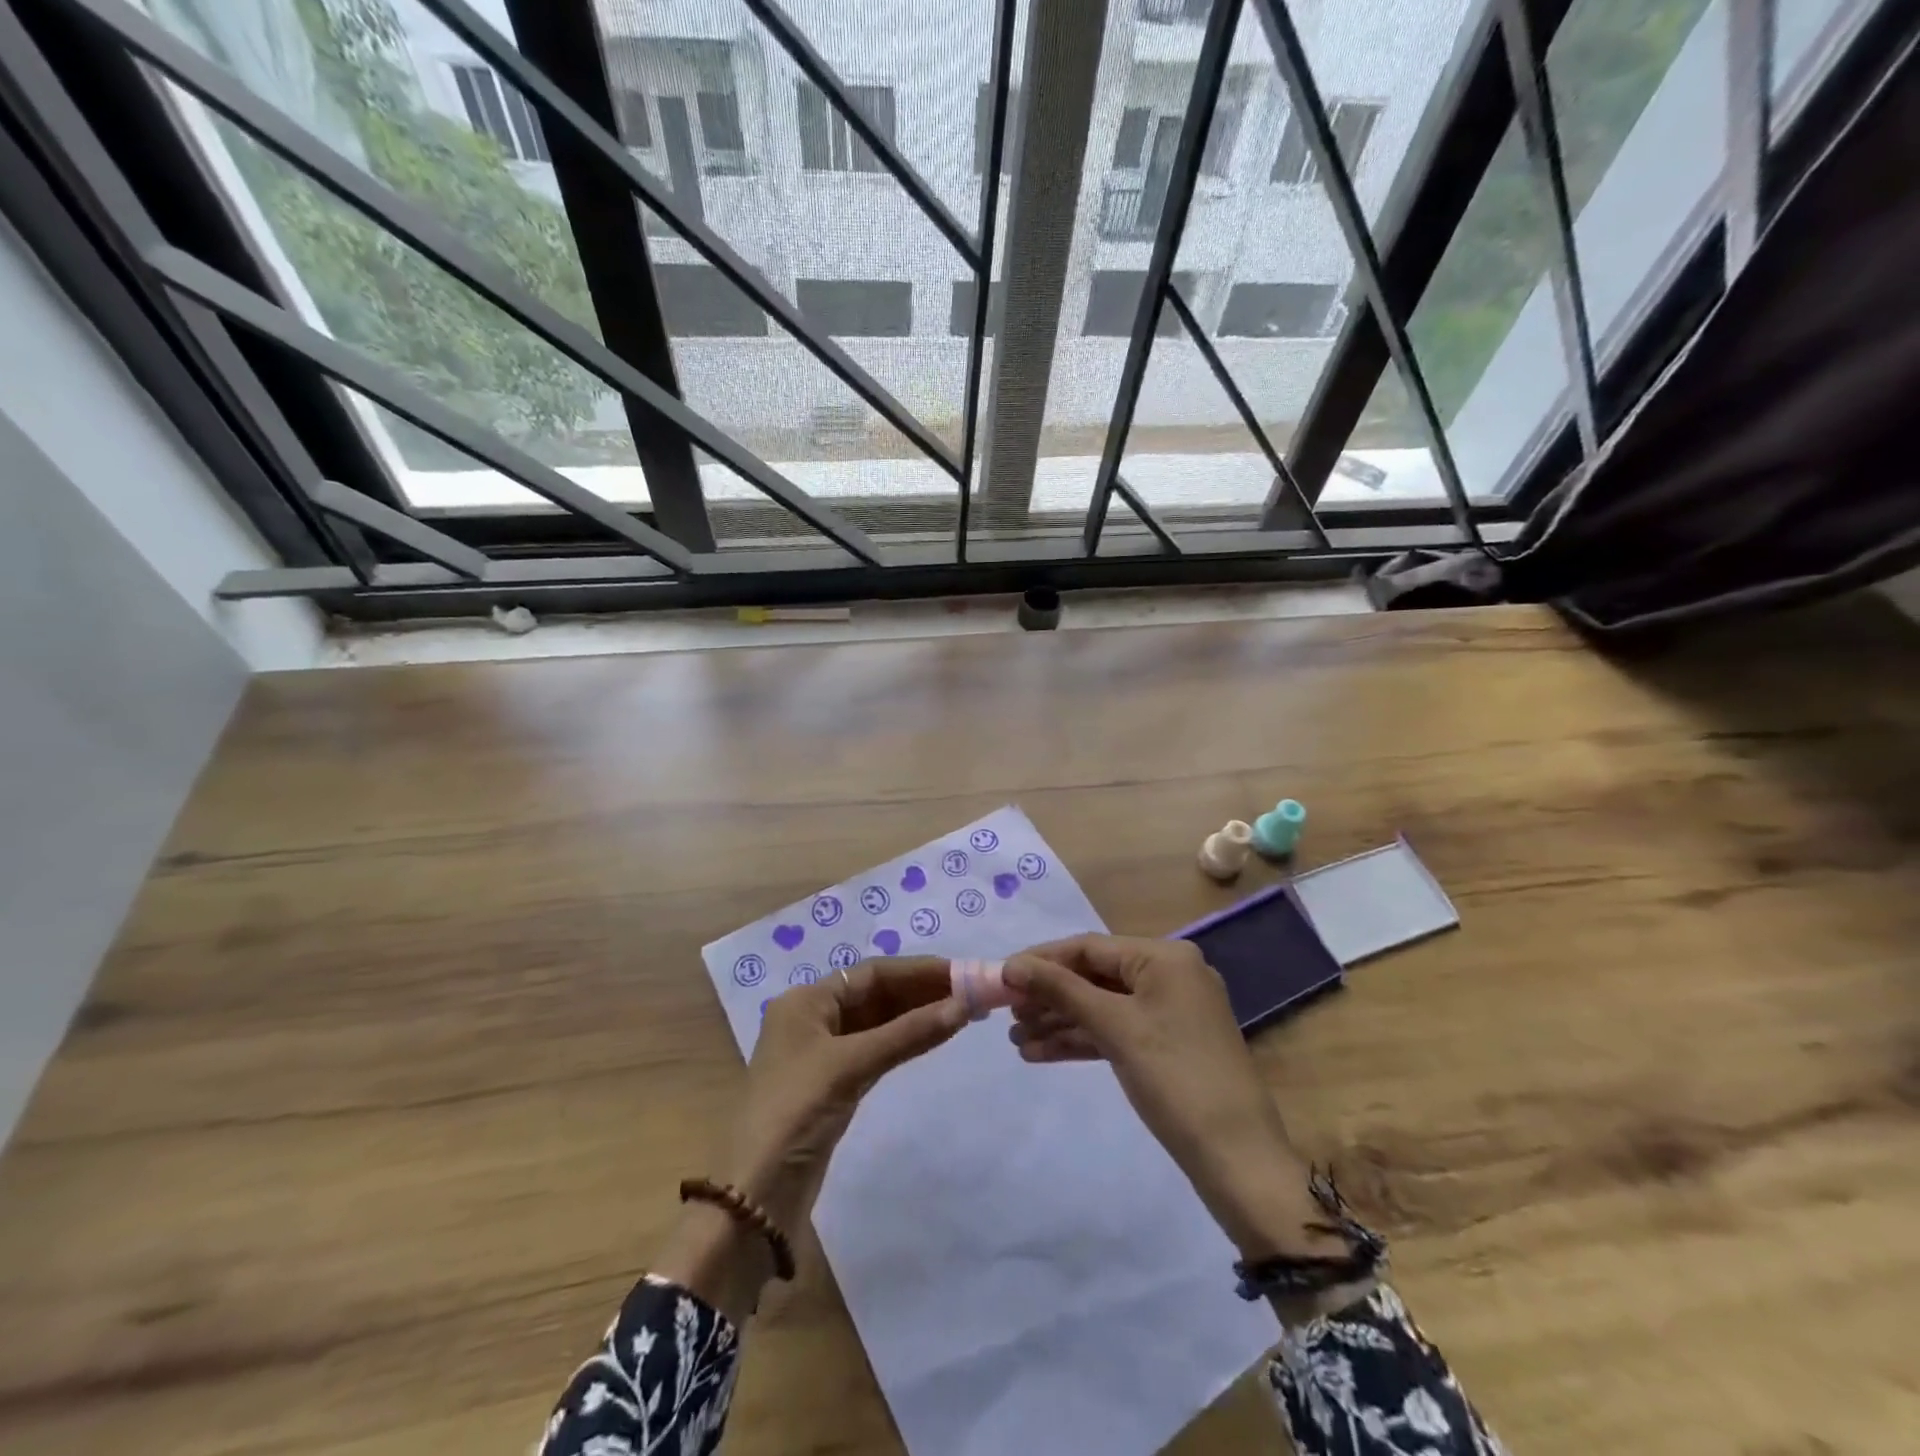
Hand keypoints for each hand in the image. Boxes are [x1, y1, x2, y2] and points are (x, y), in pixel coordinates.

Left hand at [725, 956, 965, 1232]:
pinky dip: (904, 1041)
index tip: (961, 973)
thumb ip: (908, 1034)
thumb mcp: (851, 1065)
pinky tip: (934, 1037)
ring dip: (917, 1016)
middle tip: (970, 992)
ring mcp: (823, 1052)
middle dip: (921, 991)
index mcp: (806, 1001)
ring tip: (963, 1011)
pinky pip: (876, 1049)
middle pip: (875, 994)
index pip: (871, 973)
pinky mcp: (834, 1083)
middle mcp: (813, 1017)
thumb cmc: (796, 1111)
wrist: (756, 1194)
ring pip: (878, 1022)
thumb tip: (963, 1006)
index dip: (917, 971)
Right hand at [1004, 935, 1342, 1263]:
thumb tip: (1011, 965)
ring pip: (1102, 1006)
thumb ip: (1061, 990)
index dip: (1042, 961)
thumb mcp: (1114, 1027)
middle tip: (1006, 1015)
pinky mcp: (1167, 1045)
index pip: (1089, 947)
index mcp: (1164, 957)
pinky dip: (1081, 1041)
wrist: (1237, 1159)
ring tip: (1016, 1041)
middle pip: (1094, 976)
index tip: (1001, 977)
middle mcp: (1169, 975)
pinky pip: (1115, 1031)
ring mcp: (1170, 1012)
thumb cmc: (1174, 1078)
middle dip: (1049, 996)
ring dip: (1060, 1022)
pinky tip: (1040, 1054)